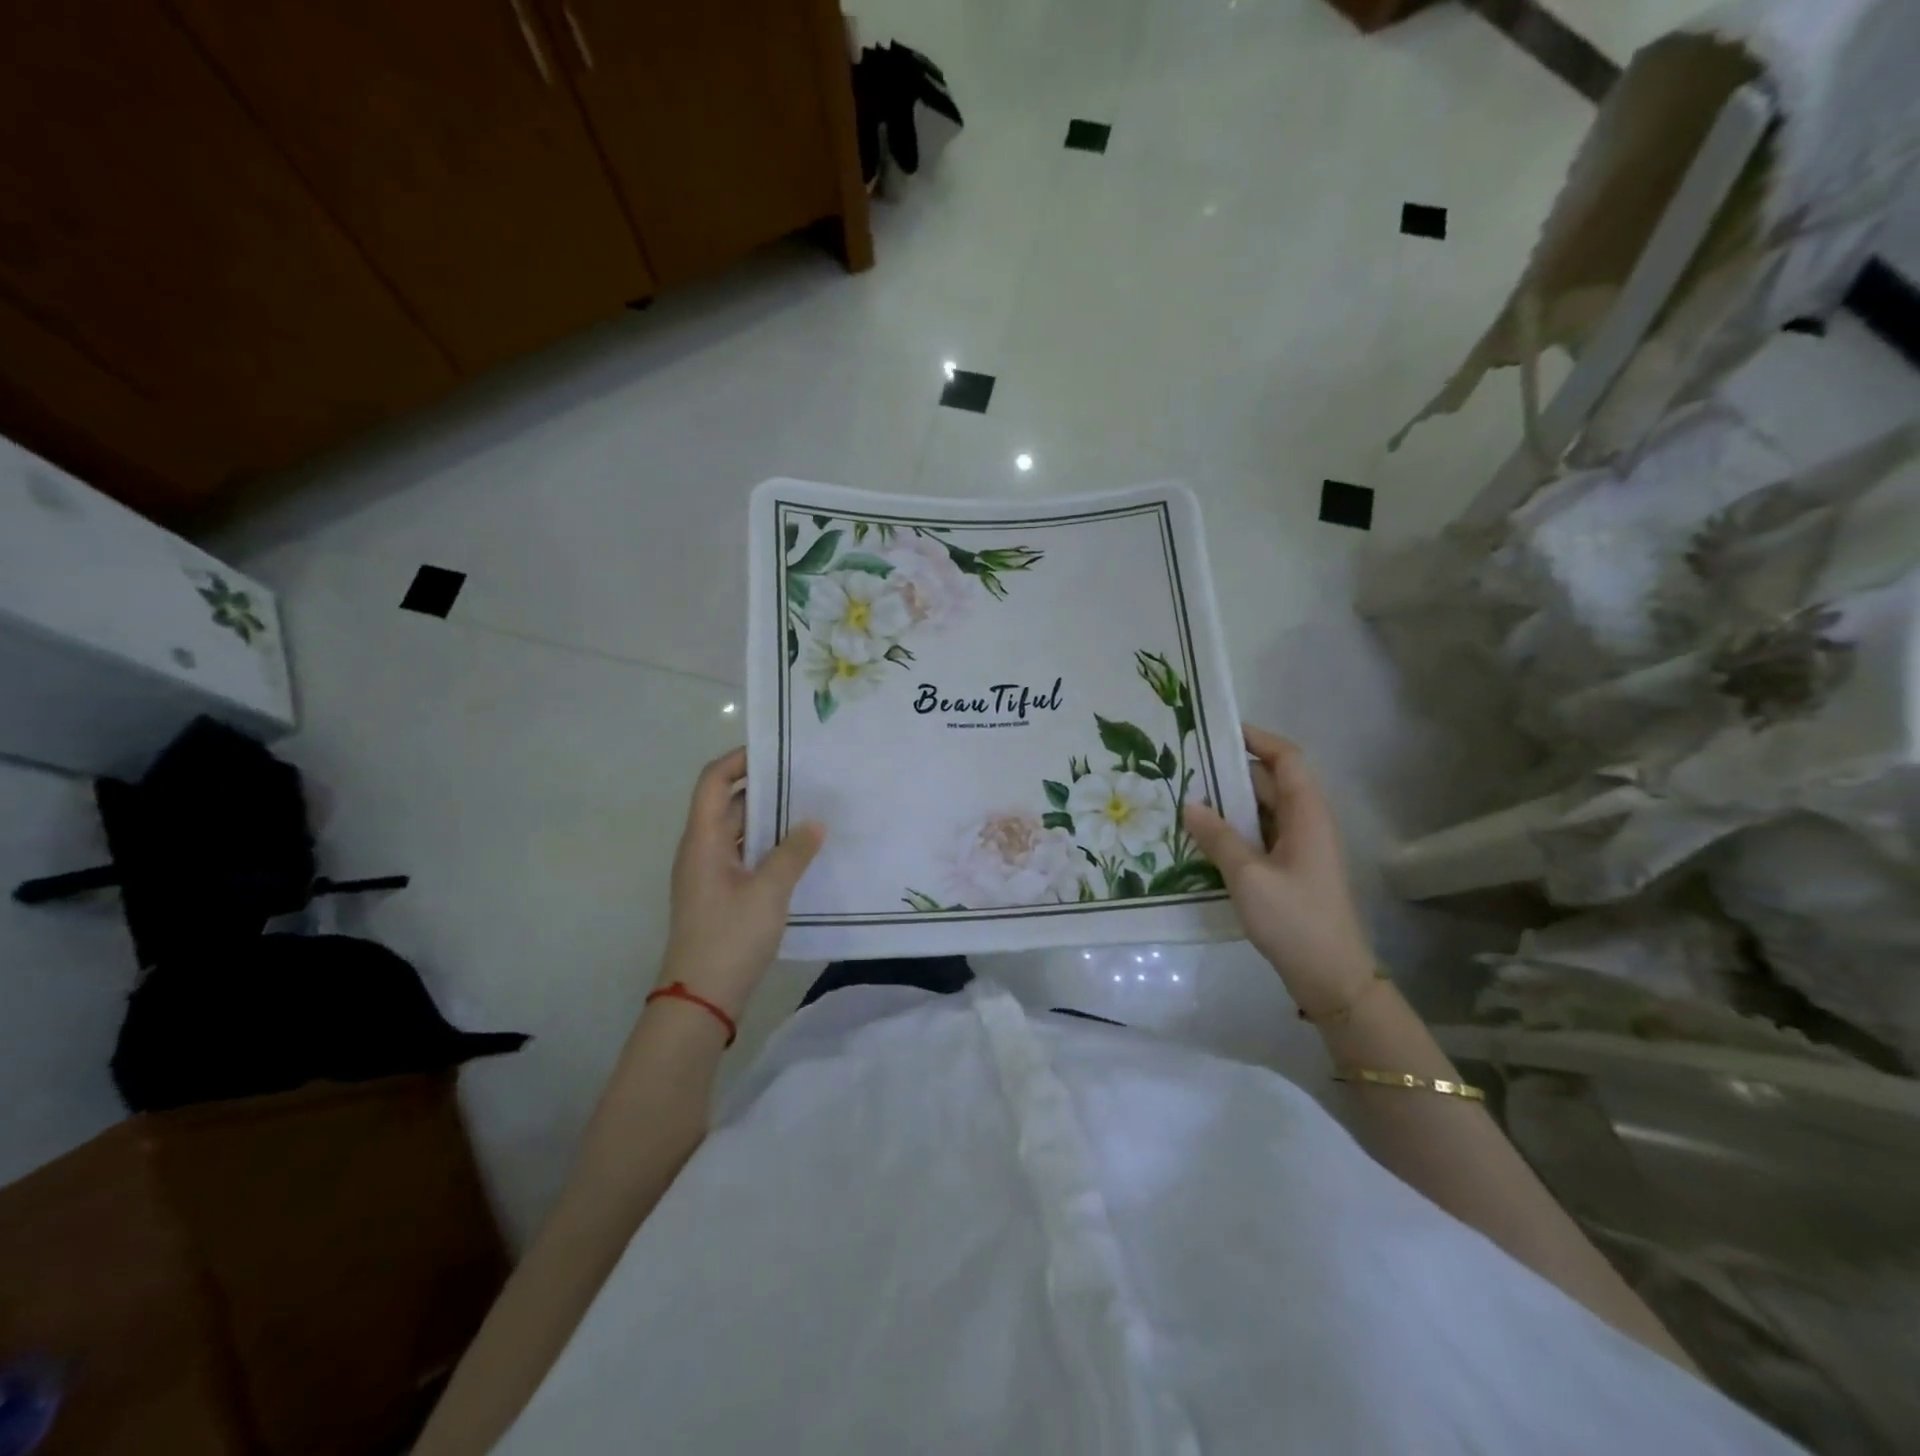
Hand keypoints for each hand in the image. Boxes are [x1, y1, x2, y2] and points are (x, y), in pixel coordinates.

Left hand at [656, 748, 823, 1020]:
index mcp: (703, 840)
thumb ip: (793, 852)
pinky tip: (802, 852)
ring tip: (812, 810)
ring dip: (771, 820)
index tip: (778, 751)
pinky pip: (746, 856)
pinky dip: (769, 847)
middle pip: (729, 804)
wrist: (701, 1000)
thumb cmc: (730, 937)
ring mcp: (710, 874)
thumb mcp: (769, 891)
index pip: (714, 782)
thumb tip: (814, 822)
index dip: (740, 760)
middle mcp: (702, 850)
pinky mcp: (721, 895)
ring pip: (740, 832)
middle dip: (765, 788)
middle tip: (808, 779)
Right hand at [1183, 726, 1376, 1018]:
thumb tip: (1190, 803)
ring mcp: (1299, 848)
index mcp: (1307, 814)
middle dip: (1228, 773)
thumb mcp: (1248, 876)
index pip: (1286, 758)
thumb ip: (1218, 837)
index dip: (1256, 739)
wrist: (1331, 977)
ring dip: (1227, 805)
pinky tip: (1201, 838)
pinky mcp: (1290, 870)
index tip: (1216, 731)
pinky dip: (1233, 831)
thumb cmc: (1294, 920)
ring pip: (1261, 811)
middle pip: (1269, 783)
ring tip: (1184, 800)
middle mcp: (1306, 823)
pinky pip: (1258, 836)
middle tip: (1184, 769)